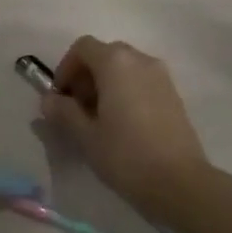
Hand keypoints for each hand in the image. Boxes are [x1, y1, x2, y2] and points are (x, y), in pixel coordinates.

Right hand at [39, 38, 209, 219]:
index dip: (65, 68)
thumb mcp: (86, 137)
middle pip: (104, 55)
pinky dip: (126, 91)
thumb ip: (64, 112)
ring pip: (124, 67)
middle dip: (86, 77)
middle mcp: (139, 58)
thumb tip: (49, 100)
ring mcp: (160, 74)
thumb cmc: (127, 156)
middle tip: (78, 110)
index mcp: (115, 61)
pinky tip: (124, 125)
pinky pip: (141, 80)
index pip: (82, 48)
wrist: (182, 184)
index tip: (60, 98)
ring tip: (100, 120)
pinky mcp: (174, 93)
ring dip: (106, 84)